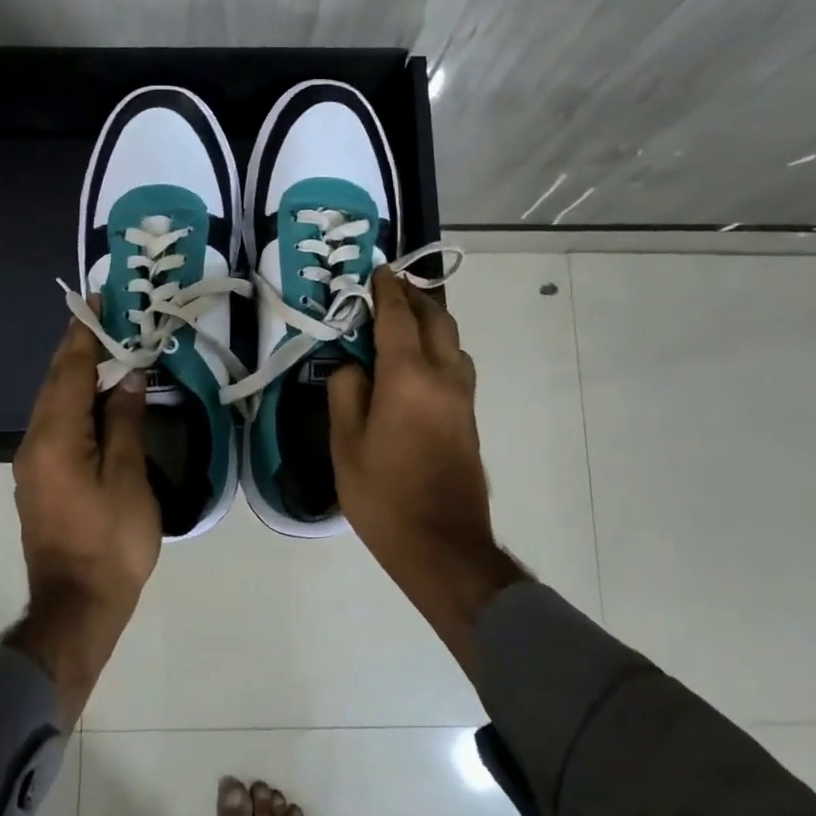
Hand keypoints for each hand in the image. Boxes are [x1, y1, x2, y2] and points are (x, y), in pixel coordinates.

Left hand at [8, 308, 161, 724]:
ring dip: (75, 373)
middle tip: (103, 317)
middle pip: (55, 382)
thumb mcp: (128, 478)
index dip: (84, 334)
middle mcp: (35, 442)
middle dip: (77, 347)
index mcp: (56, 437)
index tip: (95, 302)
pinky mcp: (39, 479)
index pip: (70, 371)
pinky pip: (55, 424)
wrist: (77, 606)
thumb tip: (127, 377)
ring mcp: (33, 463)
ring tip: (104, 349)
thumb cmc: (111, 542)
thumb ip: (125, 422)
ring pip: (53, 403)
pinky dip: (74, 401)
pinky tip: (96, 400)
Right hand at [328, 269, 526, 674]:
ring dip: (430, 320)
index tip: (376, 271)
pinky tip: (417, 360)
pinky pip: (456, 363)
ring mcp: (463, 396)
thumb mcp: (346, 443)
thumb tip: (355, 366)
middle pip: (435, 318)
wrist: (442, 545)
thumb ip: (347, 392)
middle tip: (388, 288)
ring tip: (402, 320)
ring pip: (452, 340)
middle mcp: (443, 375)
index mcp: (408, 376)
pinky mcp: (469, 416)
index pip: (398, 316)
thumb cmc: (384, 495)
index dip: (386, 289)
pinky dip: (438, 345)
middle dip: (413, 296)